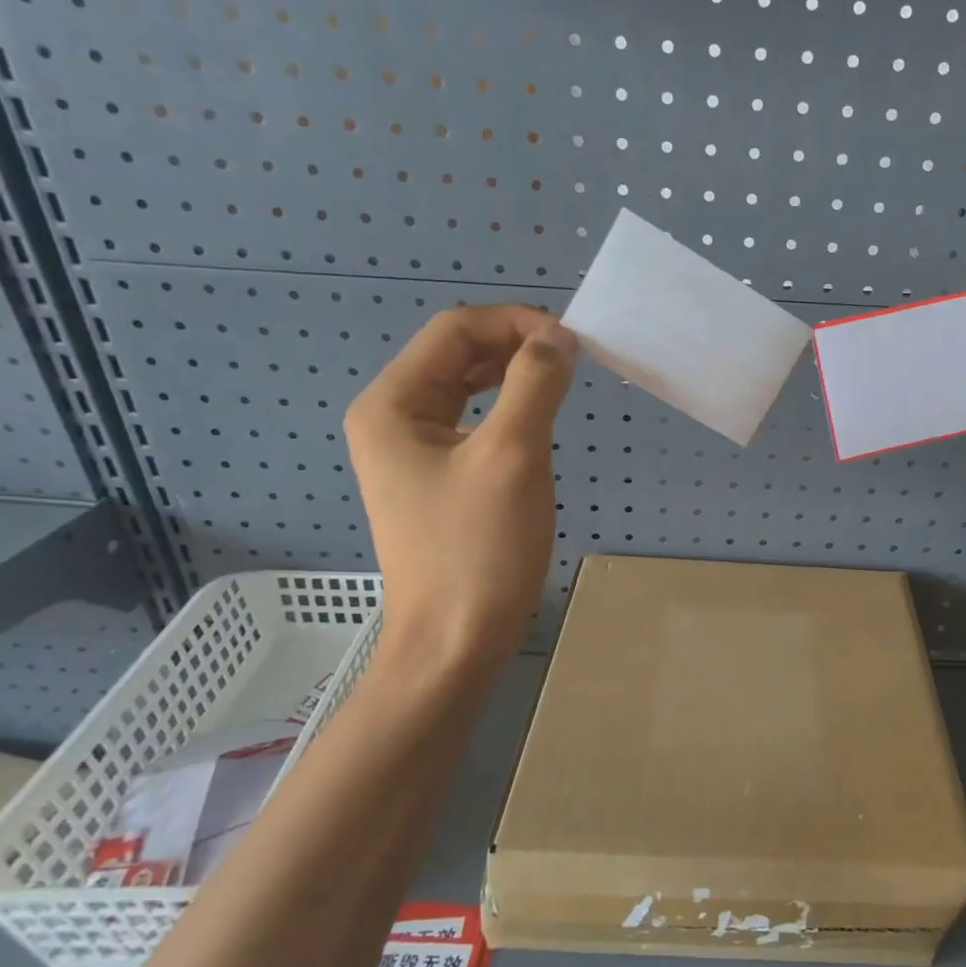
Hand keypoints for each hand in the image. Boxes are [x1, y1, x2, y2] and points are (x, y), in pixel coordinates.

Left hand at [344, 304, 575, 671]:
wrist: (454, 643)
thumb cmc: (479, 549)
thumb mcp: (512, 456)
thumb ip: (534, 384)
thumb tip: (558, 338)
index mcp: (392, 404)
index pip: (456, 330)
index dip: (516, 323)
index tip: (573, 342)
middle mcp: (392, 418)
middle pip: (456, 354)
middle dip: (515, 346)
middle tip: (573, 359)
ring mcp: (410, 452)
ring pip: (465, 388)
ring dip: (513, 375)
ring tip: (560, 381)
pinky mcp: (435, 480)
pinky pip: (471, 424)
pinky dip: (507, 410)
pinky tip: (536, 419)